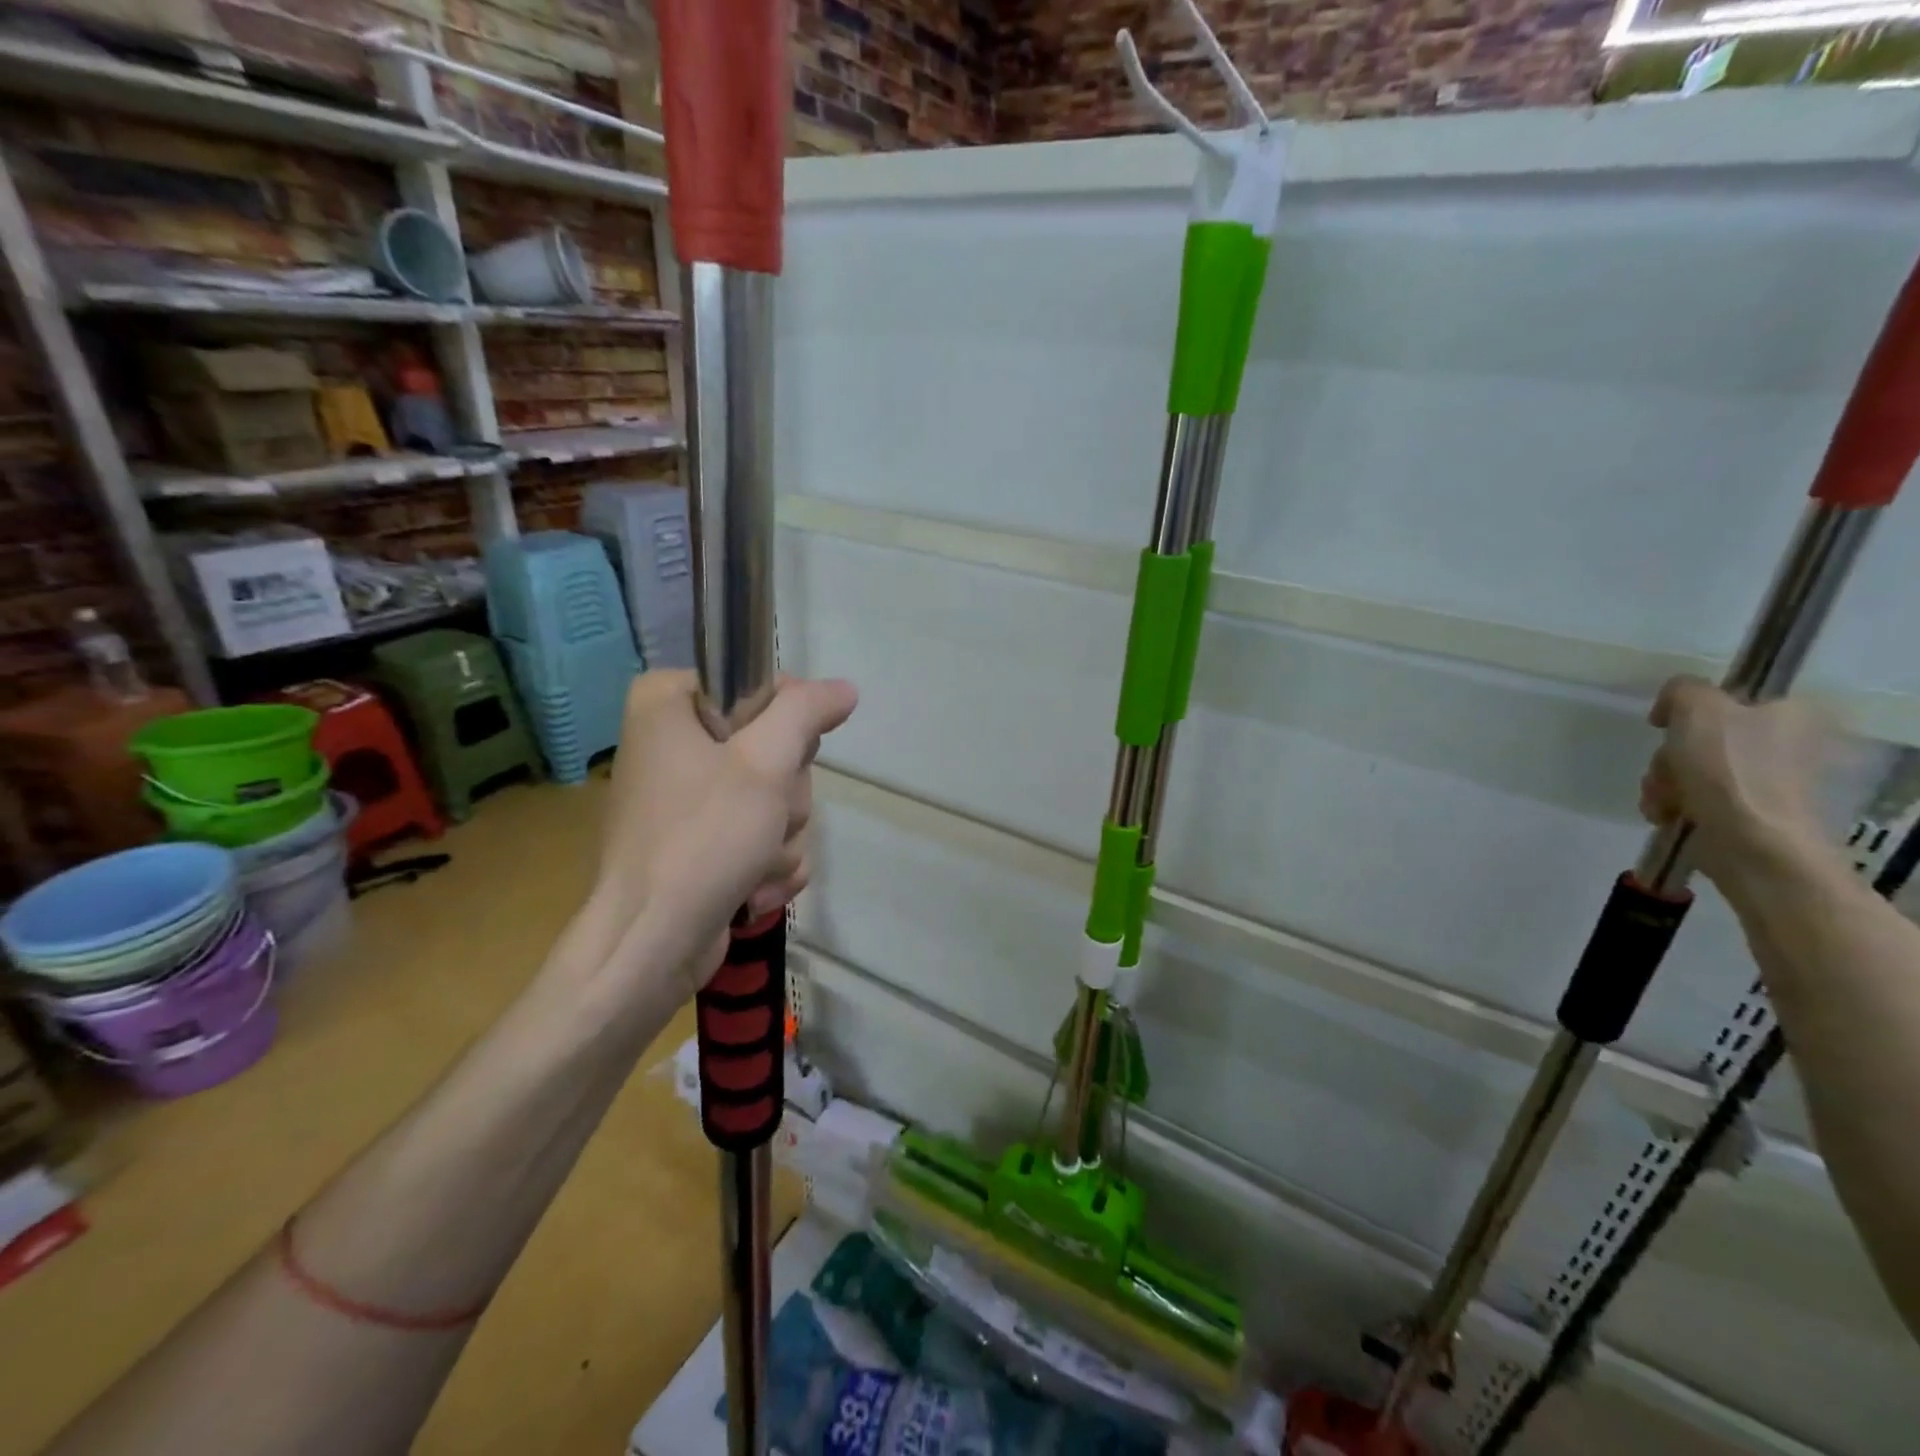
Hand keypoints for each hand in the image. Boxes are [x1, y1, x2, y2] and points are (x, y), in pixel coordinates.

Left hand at [586, 670, 857, 996]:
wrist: (652, 944)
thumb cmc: (703, 839)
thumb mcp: (765, 762)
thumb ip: (806, 712)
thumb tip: (844, 688)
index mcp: (667, 704)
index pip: (757, 685)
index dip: (787, 722)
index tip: (785, 757)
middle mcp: (673, 742)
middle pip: (773, 745)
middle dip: (786, 793)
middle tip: (767, 817)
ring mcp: (688, 796)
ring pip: (776, 795)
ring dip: (782, 835)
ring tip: (756, 864)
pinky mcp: (701, 841)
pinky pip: (761, 834)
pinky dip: (769, 863)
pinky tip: (755, 889)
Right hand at [1640, 675, 1830, 873]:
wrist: (1753, 843)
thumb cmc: (1730, 770)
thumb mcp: (1699, 709)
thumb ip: (1683, 689)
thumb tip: (1673, 705)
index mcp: (1790, 713)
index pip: (1726, 698)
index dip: (1688, 712)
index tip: (1665, 727)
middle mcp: (1786, 744)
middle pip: (1700, 737)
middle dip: (1668, 757)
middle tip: (1666, 770)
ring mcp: (1767, 782)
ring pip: (1689, 769)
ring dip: (1663, 783)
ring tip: (1665, 800)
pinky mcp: (1747, 812)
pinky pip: (1694, 797)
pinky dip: (1671, 804)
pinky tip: (1667, 814)